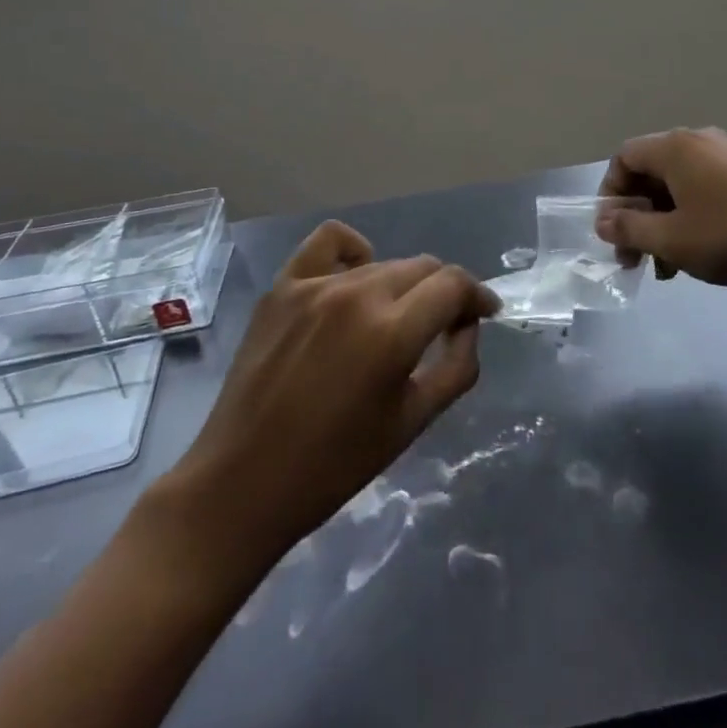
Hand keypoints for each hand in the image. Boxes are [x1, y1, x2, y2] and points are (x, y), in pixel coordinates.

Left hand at [158, 221, 499, 564]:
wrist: (242, 483)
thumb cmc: (334, 466)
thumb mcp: (412, 423)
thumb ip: (457, 366)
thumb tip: (469, 326)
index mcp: (393, 332)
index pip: (454, 284)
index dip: (478, 296)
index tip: (484, 314)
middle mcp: (358, 294)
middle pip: (423, 268)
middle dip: (444, 292)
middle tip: (445, 324)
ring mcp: (315, 285)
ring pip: (383, 262)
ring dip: (403, 285)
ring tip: (396, 317)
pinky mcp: (283, 286)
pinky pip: (329, 243)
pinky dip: (353, 250)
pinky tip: (355, 276)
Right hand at [596, 127, 726, 289]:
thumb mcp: (672, 240)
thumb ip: (629, 229)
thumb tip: (602, 221)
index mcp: (674, 147)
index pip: (624, 158)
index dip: (610, 194)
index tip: (612, 233)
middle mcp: (699, 141)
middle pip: (652, 172)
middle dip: (637, 216)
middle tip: (636, 258)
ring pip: (679, 185)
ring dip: (664, 222)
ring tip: (668, 267)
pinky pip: (706, 189)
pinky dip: (691, 217)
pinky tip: (700, 253)